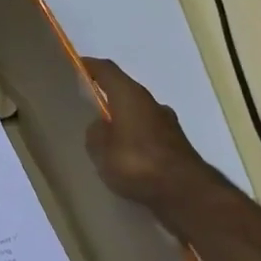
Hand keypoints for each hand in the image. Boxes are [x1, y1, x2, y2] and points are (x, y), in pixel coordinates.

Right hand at [82, 57, 227, 216]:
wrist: (187, 194)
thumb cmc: (137, 163)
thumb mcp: (100, 149)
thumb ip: (95, 132)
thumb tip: (100, 126)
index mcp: (130, 95)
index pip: (106, 69)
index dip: (89, 66)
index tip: (74, 68)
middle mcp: (152, 103)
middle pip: (124, 90)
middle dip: (106, 96)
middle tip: (85, 107)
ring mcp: (168, 124)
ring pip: (137, 114)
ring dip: (122, 120)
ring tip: (104, 138)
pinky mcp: (177, 146)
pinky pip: (147, 134)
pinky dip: (135, 139)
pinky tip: (125, 157)